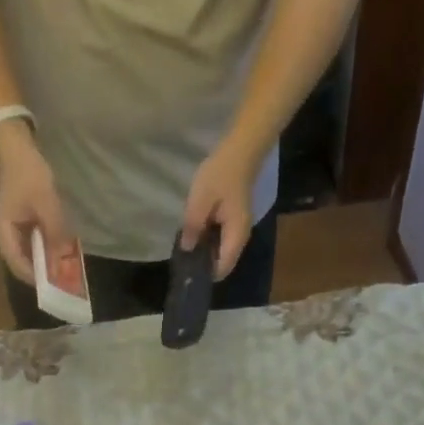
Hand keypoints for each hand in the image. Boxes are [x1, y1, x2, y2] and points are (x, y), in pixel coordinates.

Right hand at [0, 123, 76, 284]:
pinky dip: (48, 249)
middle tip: (65, 280)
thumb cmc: (28, 174)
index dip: (37, 277)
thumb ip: (55, 231)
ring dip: (47, 261)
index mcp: (4, 233)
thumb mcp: (45, 203)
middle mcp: (6, 236)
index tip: (56, 285)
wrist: (17, 149)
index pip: (18, 265)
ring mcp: (14, 231)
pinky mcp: (22, 224)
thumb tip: (64, 259)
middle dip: (44, 272)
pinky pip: (35, 243)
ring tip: (66, 268)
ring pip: (30, 255)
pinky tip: (62, 250)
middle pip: (24, 263)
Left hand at [181, 140, 258, 279]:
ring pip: (222, 251)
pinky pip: (222, 240)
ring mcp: (239, 229)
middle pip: (223, 262)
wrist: (241, 151)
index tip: (187, 272)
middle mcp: (240, 237)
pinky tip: (195, 234)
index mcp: (235, 235)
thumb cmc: (221, 174)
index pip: (223, 268)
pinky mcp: (235, 221)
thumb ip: (192, 226)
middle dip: (204, 265)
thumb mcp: (201, 200)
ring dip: (205, 252)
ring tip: (185, 248)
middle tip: (182, 261)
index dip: (205, 274)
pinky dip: (209, 241)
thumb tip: (186, 249)